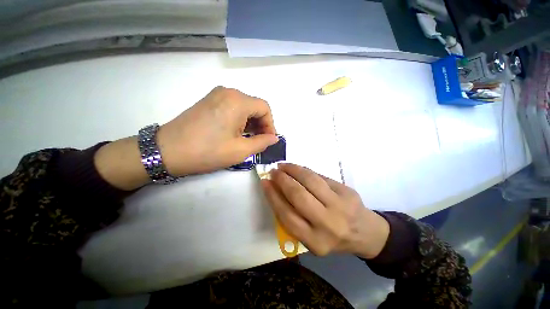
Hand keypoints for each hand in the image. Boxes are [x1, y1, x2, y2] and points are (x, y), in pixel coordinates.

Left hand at [158, 86, 278, 176]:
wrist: (167, 151)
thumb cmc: (208, 151)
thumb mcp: (240, 150)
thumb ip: (262, 142)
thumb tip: (274, 138)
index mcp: (237, 101)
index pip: (264, 108)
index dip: (270, 124)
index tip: (268, 139)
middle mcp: (228, 92)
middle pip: (254, 106)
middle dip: (261, 124)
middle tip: (259, 141)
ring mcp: (216, 95)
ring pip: (244, 107)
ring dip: (250, 122)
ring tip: (248, 139)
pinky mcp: (208, 101)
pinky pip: (232, 107)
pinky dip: (239, 119)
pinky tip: (236, 132)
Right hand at [261, 163, 389, 258]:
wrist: (365, 233)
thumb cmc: (332, 237)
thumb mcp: (311, 238)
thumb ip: (293, 218)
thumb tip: (276, 191)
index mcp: (315, 242)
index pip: (287, 215)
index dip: (273, 196)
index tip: (265, 183)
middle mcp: (328, 224)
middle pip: (298, 195)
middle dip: (282, 180)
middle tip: (273, 171)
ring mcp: (340, 206)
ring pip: (310, 181)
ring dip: (293, 170)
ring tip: (283, 166)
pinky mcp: (347, 192)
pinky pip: (321, 177)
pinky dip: (306, 171)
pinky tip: (298, 169)